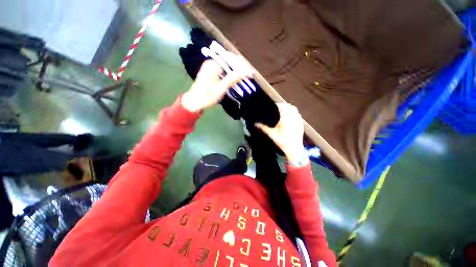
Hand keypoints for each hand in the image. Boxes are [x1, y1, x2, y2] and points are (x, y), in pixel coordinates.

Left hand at [181, 59, 250, 111]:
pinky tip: (234, 78)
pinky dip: (229, 73)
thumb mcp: (221, 88)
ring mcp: (210, 67)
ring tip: (244, 77)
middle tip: (248, 75)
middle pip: (229, 61)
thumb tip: (246, 71)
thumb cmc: (207, 96)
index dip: (241, 65)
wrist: (194, 102)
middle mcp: (211, 62)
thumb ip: (233, 78)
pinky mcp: (210, 72)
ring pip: (226, 65)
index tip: (249, 72)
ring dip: (235, 71)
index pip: (231, 59)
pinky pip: (222, 69)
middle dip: (239, 68)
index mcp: (213, 64)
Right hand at [255, 104, 306, 163]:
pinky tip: (289, 117)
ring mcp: (298, 120)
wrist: (294, 149)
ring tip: (282, 112)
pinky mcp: (301, 124)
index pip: (283, 106)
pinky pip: (298, 114)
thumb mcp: (271, 135)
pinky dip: (293, 113)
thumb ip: (263, 128)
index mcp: (286, 118)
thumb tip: (255, 124)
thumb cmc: (282, 142)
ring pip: (294, 109)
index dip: (278, 105)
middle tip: (277, 108)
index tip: (273, 106)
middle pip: (289, 106)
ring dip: (289, 108)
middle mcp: (293, 117)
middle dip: (283, 106)